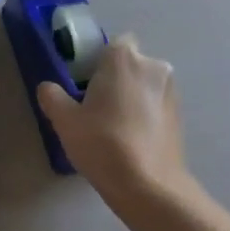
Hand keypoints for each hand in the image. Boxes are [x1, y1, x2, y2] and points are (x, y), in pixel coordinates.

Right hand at [37, 36, 188, 203]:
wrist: (149, 187)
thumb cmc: (103, 143)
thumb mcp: (64, 120)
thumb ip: (52, 96)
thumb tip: (49, 88)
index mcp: (125, 58)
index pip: (115, 43)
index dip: (100, 59)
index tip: (86, 80)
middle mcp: (154, 67)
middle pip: (131, 64)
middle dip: (117, 78)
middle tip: (96, 105)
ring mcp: (172, 92)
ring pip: (145, 85)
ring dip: (133, 96)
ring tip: (114, 126)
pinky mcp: (181, 118)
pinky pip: (156, 105)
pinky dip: (146, 115)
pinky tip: (132, 140)